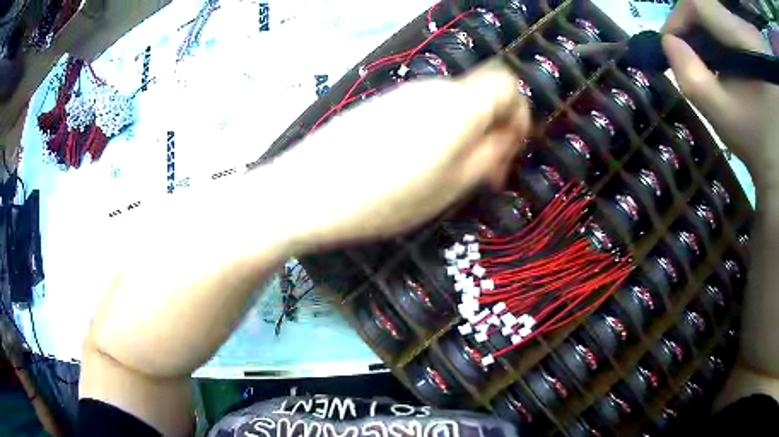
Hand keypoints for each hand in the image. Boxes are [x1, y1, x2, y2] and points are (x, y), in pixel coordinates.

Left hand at [273, 60, 529, 248]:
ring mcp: (405, 93)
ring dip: (466, 133)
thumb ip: (489, 156)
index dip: (519, 113)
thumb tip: (507, 139)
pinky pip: (426, 110)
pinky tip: (418, 163)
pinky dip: (439, 131)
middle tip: (484, 173)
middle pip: (481, 95)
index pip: (508, 85)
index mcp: (460, 105)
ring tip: (449, 174)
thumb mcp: (451, 186)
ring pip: (454, 104)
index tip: (512, 148)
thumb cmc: (385, 197)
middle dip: (493, 129)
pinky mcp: (383, 104)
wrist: (308, 189)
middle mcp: (435, 89)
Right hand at [661, 0, 778, 190]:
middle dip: (696, 16)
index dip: (679, 15)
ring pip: (720, 7)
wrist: (778, 160)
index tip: (671, 40)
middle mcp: (743, 33)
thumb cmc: (756, 143)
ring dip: (710, 20)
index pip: (701, 5)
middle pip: (711, 2)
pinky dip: (723, 26)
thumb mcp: (722, 115)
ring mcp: (745, 36)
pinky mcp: (748, 41)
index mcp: (745, 43)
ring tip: (709, 47)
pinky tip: (725, 49)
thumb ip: (690, 77)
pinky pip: (730, 18)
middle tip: (691, 41)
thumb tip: (669, 42)